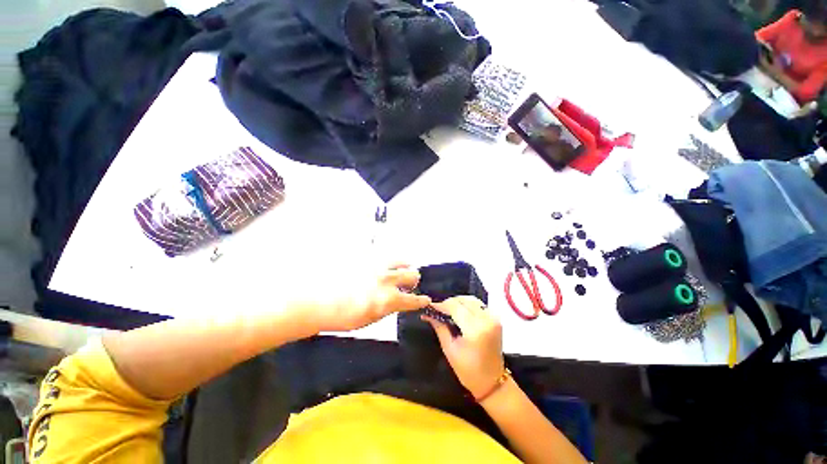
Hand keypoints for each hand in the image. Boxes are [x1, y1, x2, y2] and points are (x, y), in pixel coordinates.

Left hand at [314, 265, 430, 332]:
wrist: (316, 301)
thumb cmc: (342, 317)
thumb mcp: (369, 320)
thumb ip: (388, 308)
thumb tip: (397, 301)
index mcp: (388, 299)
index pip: (413, 299)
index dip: (422, 300)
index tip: (425, 299)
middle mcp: (387, 279)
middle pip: (412, 274)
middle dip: (414, 281)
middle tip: (410, 284)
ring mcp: (377, 266)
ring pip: (401, 261)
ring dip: (404, 268)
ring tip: (398, 271)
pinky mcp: (367, 258)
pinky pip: (384, 257)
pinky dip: (388, 263)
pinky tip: (380, 267)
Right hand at [423, 296, 504, 398]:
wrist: (492, 382)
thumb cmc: (468, 370)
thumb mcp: (449, 349)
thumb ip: (439, 327)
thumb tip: (427, 313)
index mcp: (475, 330)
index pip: (455, 307)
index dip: (441, 305)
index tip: (430, 307)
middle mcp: (486, 320)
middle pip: (463, 301)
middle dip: (449, 303)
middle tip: (437, 309)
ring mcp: (493, 318)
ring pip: (471, 299)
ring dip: (458, 302)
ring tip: (447, 310)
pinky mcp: (496, 318)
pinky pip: (478, 304)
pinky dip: (467, 305)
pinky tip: (459, 311)